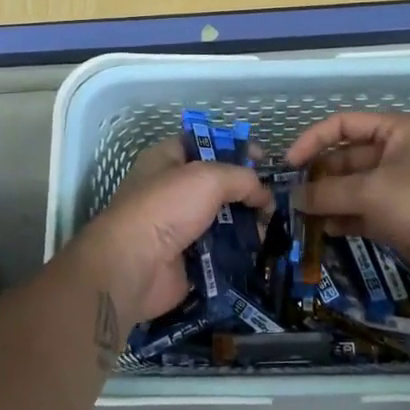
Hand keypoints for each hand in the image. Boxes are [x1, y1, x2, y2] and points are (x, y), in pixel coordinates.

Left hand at [67, 136, 272, 327]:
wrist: (134, 266)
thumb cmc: (166, 208)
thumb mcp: (208, 178)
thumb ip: (242, 178)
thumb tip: (264, 194)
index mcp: (166, 160)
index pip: (204, 143)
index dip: (233, 146)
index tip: (263, 158)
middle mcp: (171, 190)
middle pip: (217, 184)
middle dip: (246, 189)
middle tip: (275, 198)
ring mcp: (178, 226)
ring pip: (222, 218)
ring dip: (246, 222)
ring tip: (274, 225)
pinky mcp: (187, 257)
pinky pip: (220, 249)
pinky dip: (239, 249)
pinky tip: (261, 248)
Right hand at [285, 111, 409, 302]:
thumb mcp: (372, 191)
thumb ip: (328, 192)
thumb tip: (294, 197)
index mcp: (397, 132)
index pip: (345, 125)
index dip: (314, 140)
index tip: (288, 164)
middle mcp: (397, 155)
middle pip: (346, 158)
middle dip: (318, 176)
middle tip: (289, 196)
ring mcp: (399, 189)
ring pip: (352, 189)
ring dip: (327, 201)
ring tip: (298, 216)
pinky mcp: (399, 220)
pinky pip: (362, 214)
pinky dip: (342, 220)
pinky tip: (322, 231)